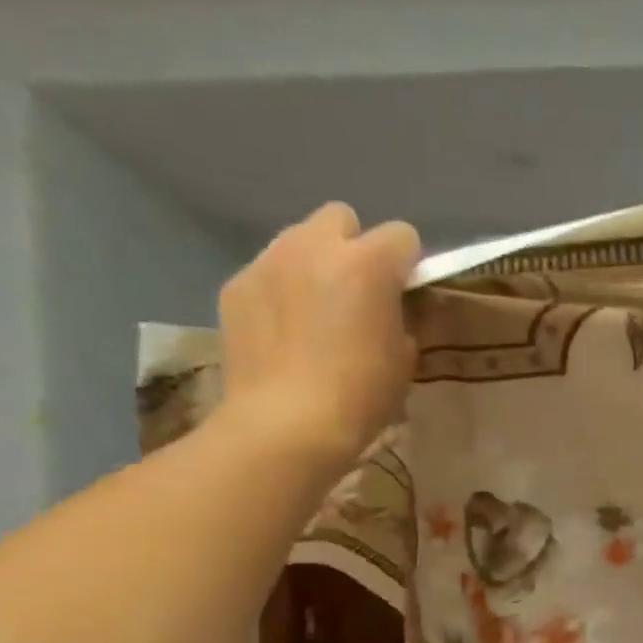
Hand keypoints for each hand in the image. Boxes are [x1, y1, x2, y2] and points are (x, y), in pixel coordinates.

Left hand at [214, 202, 420, 480]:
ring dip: (313, 264)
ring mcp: (269, 261)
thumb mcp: (404, 359)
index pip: (402, 235)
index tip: (403, 293)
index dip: (406, 263)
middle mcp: (315, 246)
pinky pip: (266, 272)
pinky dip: (279, 291)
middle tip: (355, 292)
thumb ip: (400, 318)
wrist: (287, 424)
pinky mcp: (236, 285)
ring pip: (298, 240)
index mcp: (368, 263)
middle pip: (341, 218)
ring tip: (314, 312)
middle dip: (353, 246)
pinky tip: (282, 332)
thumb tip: (389, 310)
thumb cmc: (360, 395)